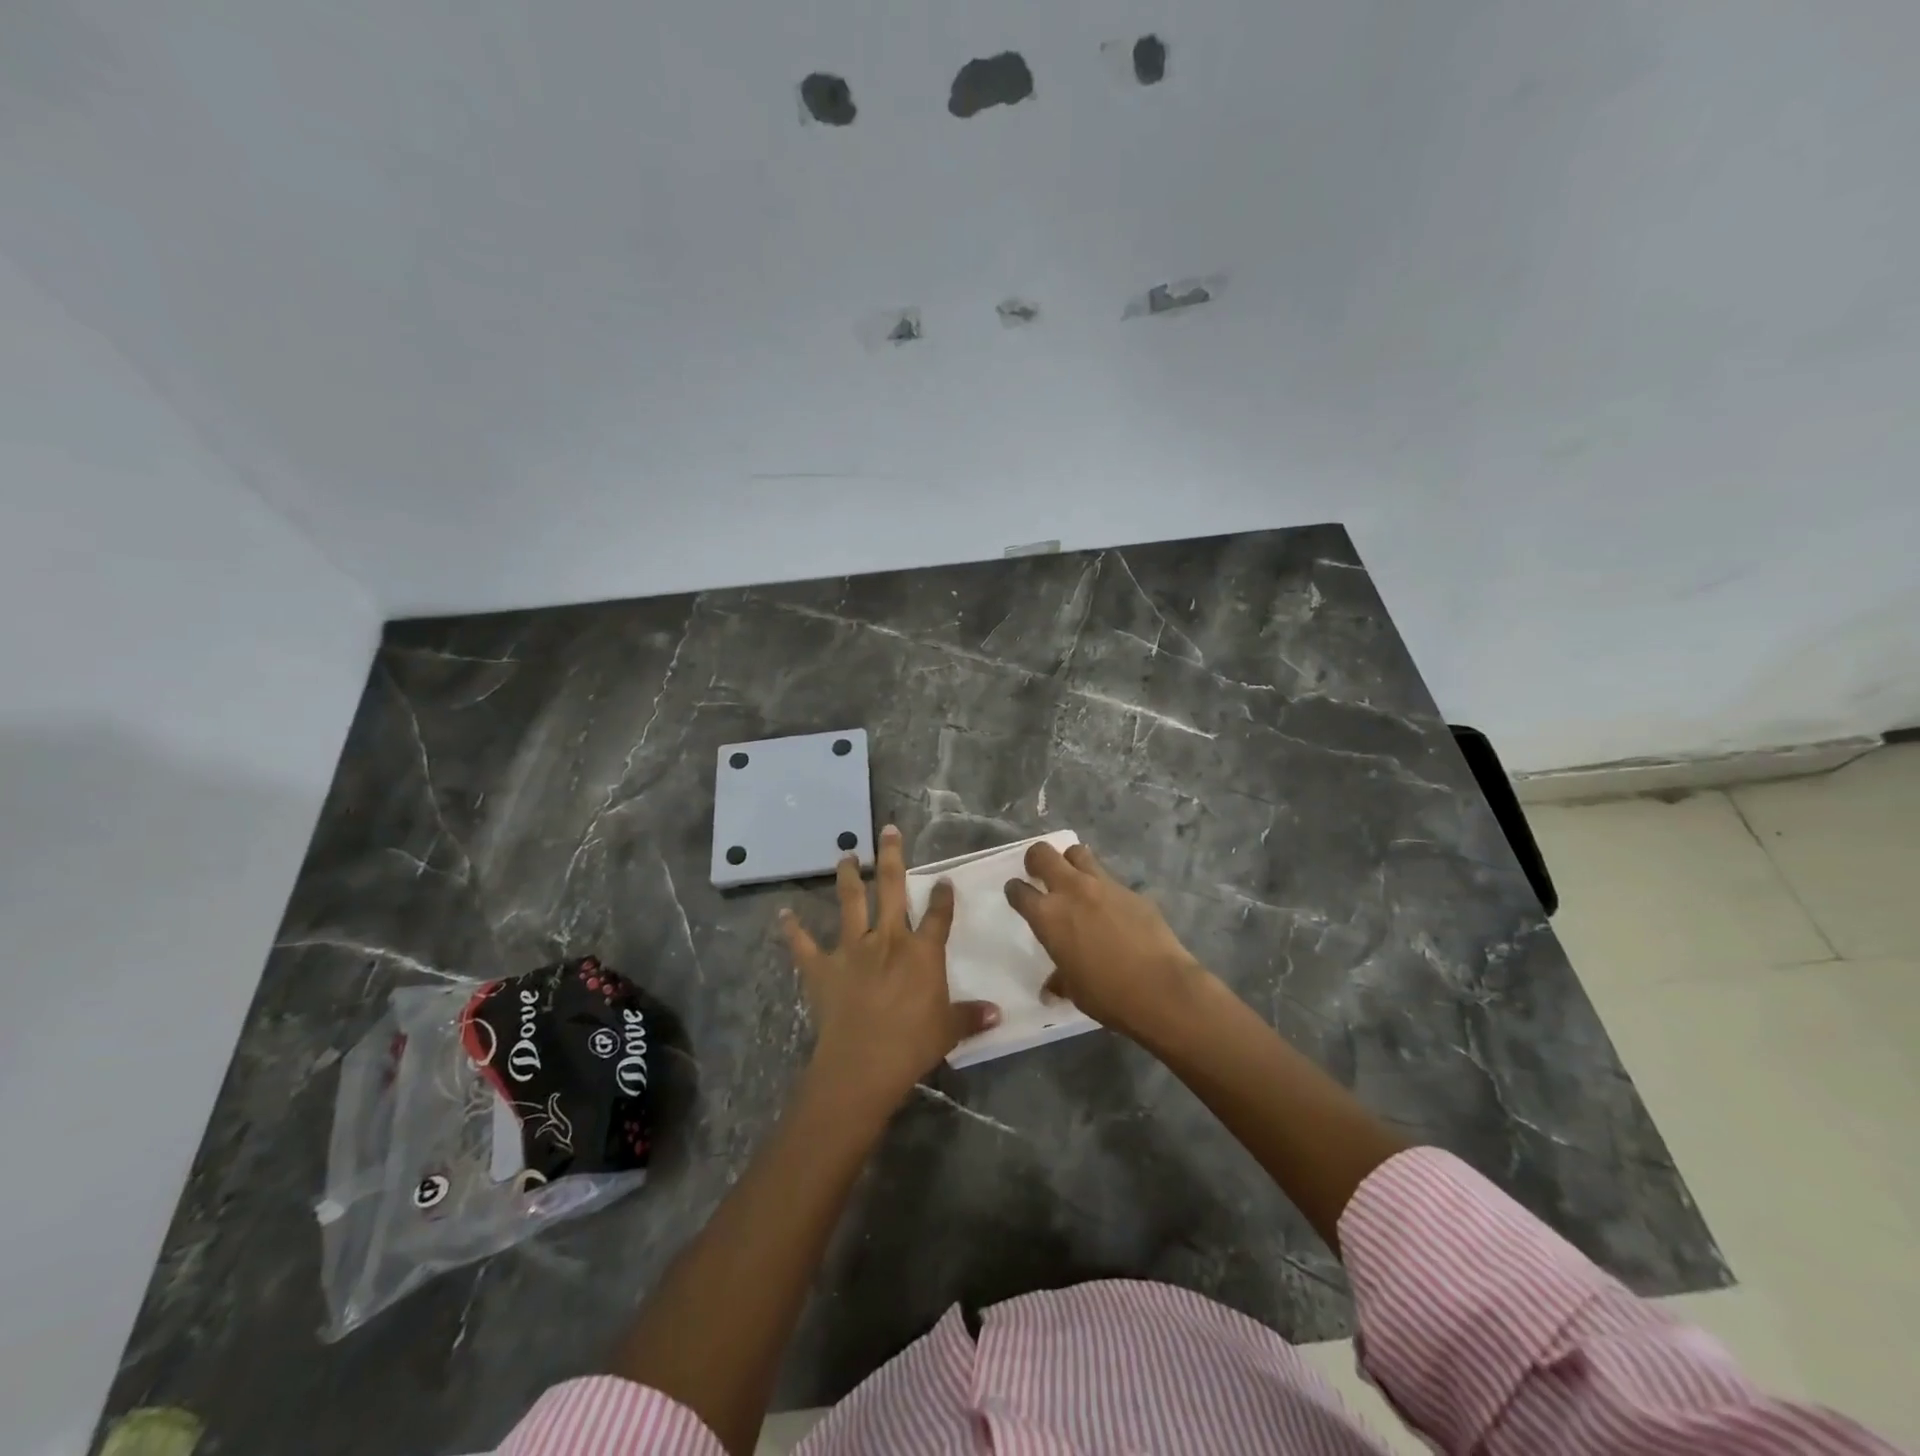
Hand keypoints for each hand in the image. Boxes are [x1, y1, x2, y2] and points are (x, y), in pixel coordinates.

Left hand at [780, 825, 999, 1114]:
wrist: (864, 1062)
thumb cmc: (913, 1044)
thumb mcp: (950, 1029)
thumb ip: (971, 1016)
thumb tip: (998, 1014)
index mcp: (922, 951)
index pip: (938, 915)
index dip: (942, 896)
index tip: (944, 879)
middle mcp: (888, 939)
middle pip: (892, 888)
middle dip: (891, 857)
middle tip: (887, 831)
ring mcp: (852, 949)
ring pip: (851, 902)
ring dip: (849, 876)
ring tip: (845, 855)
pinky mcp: (822, 967)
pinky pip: (804, 944)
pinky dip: (793, 929)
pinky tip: (784, 914)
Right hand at [1005, 840, 1206, 1040]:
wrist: (1160, 988)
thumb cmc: (1107, 994)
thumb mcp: (1074, 989)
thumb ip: (1059, 979)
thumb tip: (1050, 989)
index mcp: (1047, 916)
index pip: (1019, 891)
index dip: (1015, 890)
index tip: (1017, 893)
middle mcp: (1071, 891)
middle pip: (1043, 854)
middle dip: (1036, 859)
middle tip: (1040, 873)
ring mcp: (1103, 885)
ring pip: (1078, 852)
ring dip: (1071, 862)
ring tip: (1074, 878)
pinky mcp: (1131, 890)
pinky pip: (1109, 878)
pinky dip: (1103, 887)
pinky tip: (1111, 907)